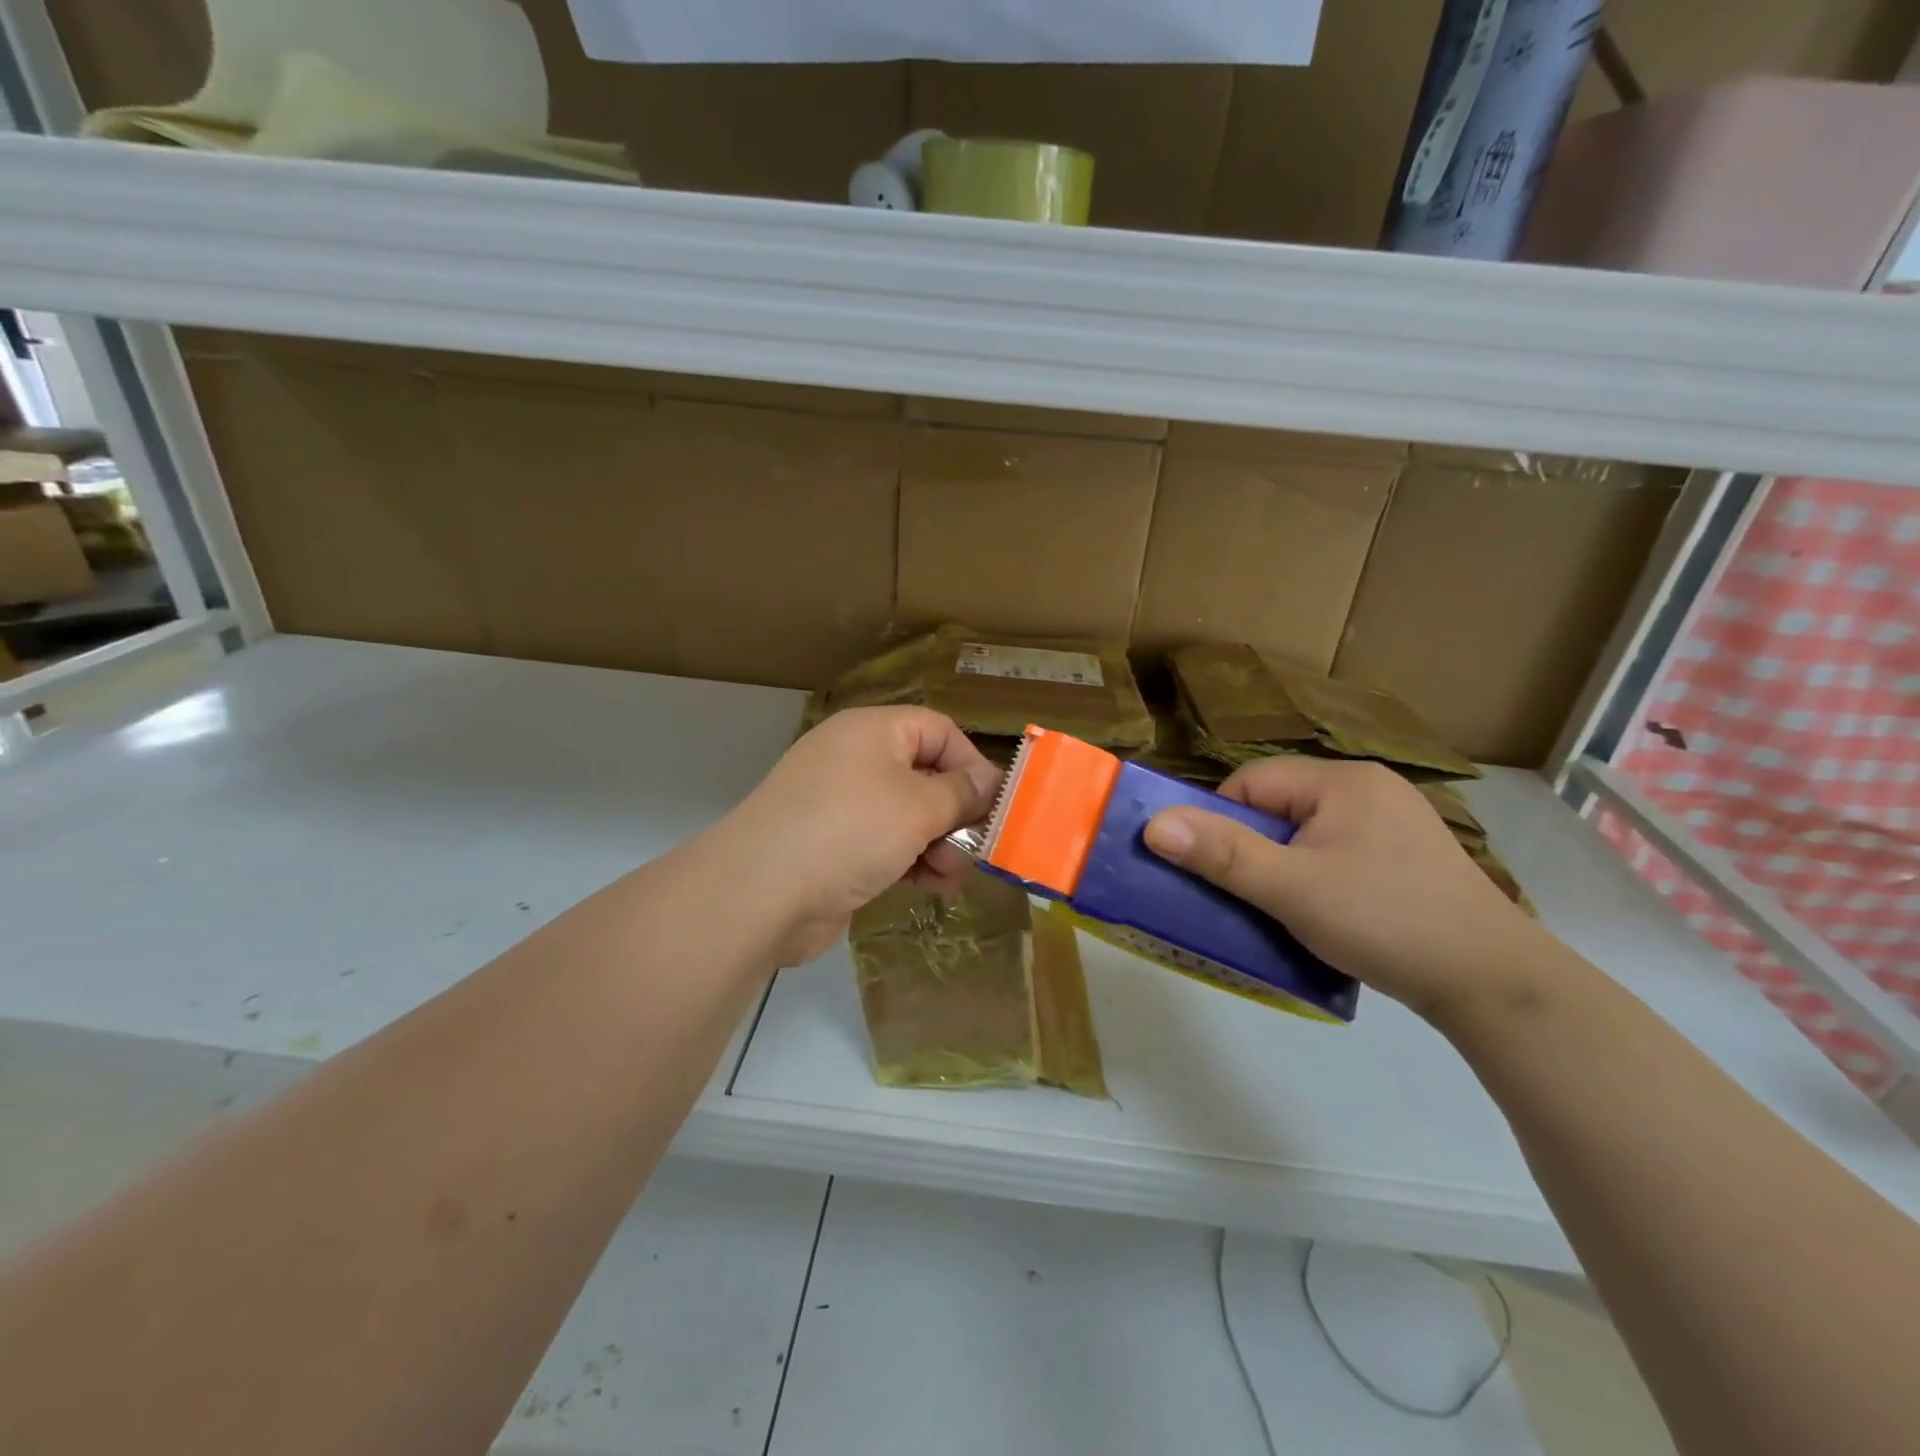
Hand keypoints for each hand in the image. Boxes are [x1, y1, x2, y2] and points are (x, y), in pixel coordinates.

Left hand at [720, 707, 1001, 965]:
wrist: (760, 893)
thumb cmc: (848, 831)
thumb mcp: (918, 806)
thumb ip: (961, 793)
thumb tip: (989, 782)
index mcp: (872, 732)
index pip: (936, 730)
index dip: (970, 762)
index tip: (994, 804)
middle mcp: (855, 761)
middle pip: (924, 774)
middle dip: (956, 812)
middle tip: (978, 847)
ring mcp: (840, 806)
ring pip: (908, 815)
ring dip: (939, 843)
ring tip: (953, 874)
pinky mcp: (833, 847)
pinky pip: (885, 844)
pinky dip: (911, 861)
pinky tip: (932, 886)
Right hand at [1143, 757, 1549, 1022]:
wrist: (1495, 984)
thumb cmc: (1384, 920)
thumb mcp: (1291, 888)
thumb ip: (1221, 853)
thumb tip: (1153, 825)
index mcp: (1343, 781)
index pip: (1252, 783)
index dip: (1222, 822)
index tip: (1217, 871)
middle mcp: (1370, 789)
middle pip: (1279, 808)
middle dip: (1253, 850)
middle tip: (1246, 896)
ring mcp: (1394, 824)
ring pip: (1307, 835)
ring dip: (1282, 868)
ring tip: (1280, 910)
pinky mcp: (1408, 859)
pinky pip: (1338, 855)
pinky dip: (1316, 880)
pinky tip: (1324, 916)